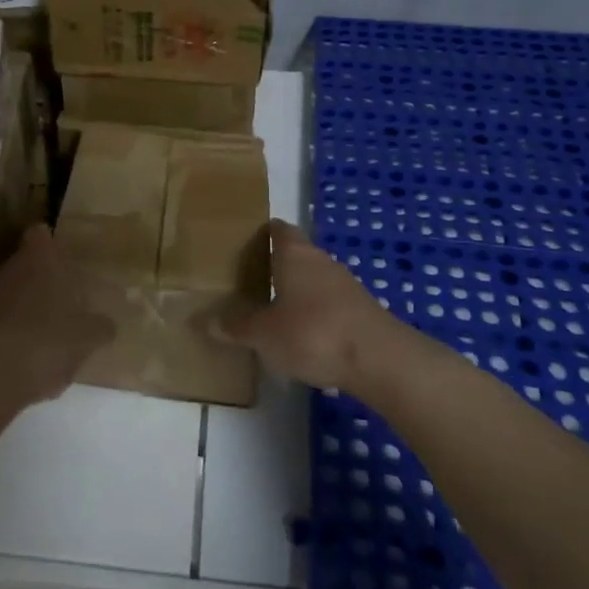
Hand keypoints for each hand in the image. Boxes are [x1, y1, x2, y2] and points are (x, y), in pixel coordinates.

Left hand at [0, 225, 114, 407]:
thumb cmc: (49, 339)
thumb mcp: (88, 337)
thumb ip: (100, 327)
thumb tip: (107, 325)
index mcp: (40, 259)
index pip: (40, 234)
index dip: (51, 242)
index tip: (65, 257)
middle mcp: (11, 269)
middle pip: (26, 264)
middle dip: (43, 278)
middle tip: (66, 297)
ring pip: (13, 292)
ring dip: (28, 306)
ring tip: (52, 330)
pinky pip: (2, 320)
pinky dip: (15, 331)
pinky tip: (31, 355)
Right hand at [224, 220, 395, 391]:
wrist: (379, 359)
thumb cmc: (312, 333)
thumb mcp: (264, 334)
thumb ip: (237, 326)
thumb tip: (209, 321)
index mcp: (294, 254)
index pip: (278, 229)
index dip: (262, 233)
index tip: (243, 243)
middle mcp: (321, 260)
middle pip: (295, 254)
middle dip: (275, 265)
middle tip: (248, 281)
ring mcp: (345, 285)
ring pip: (313, 279)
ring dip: (296, 291)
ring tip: (271, 310)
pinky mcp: (361, 310)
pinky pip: (329, 303)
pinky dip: (314, 313)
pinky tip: (302, 335)